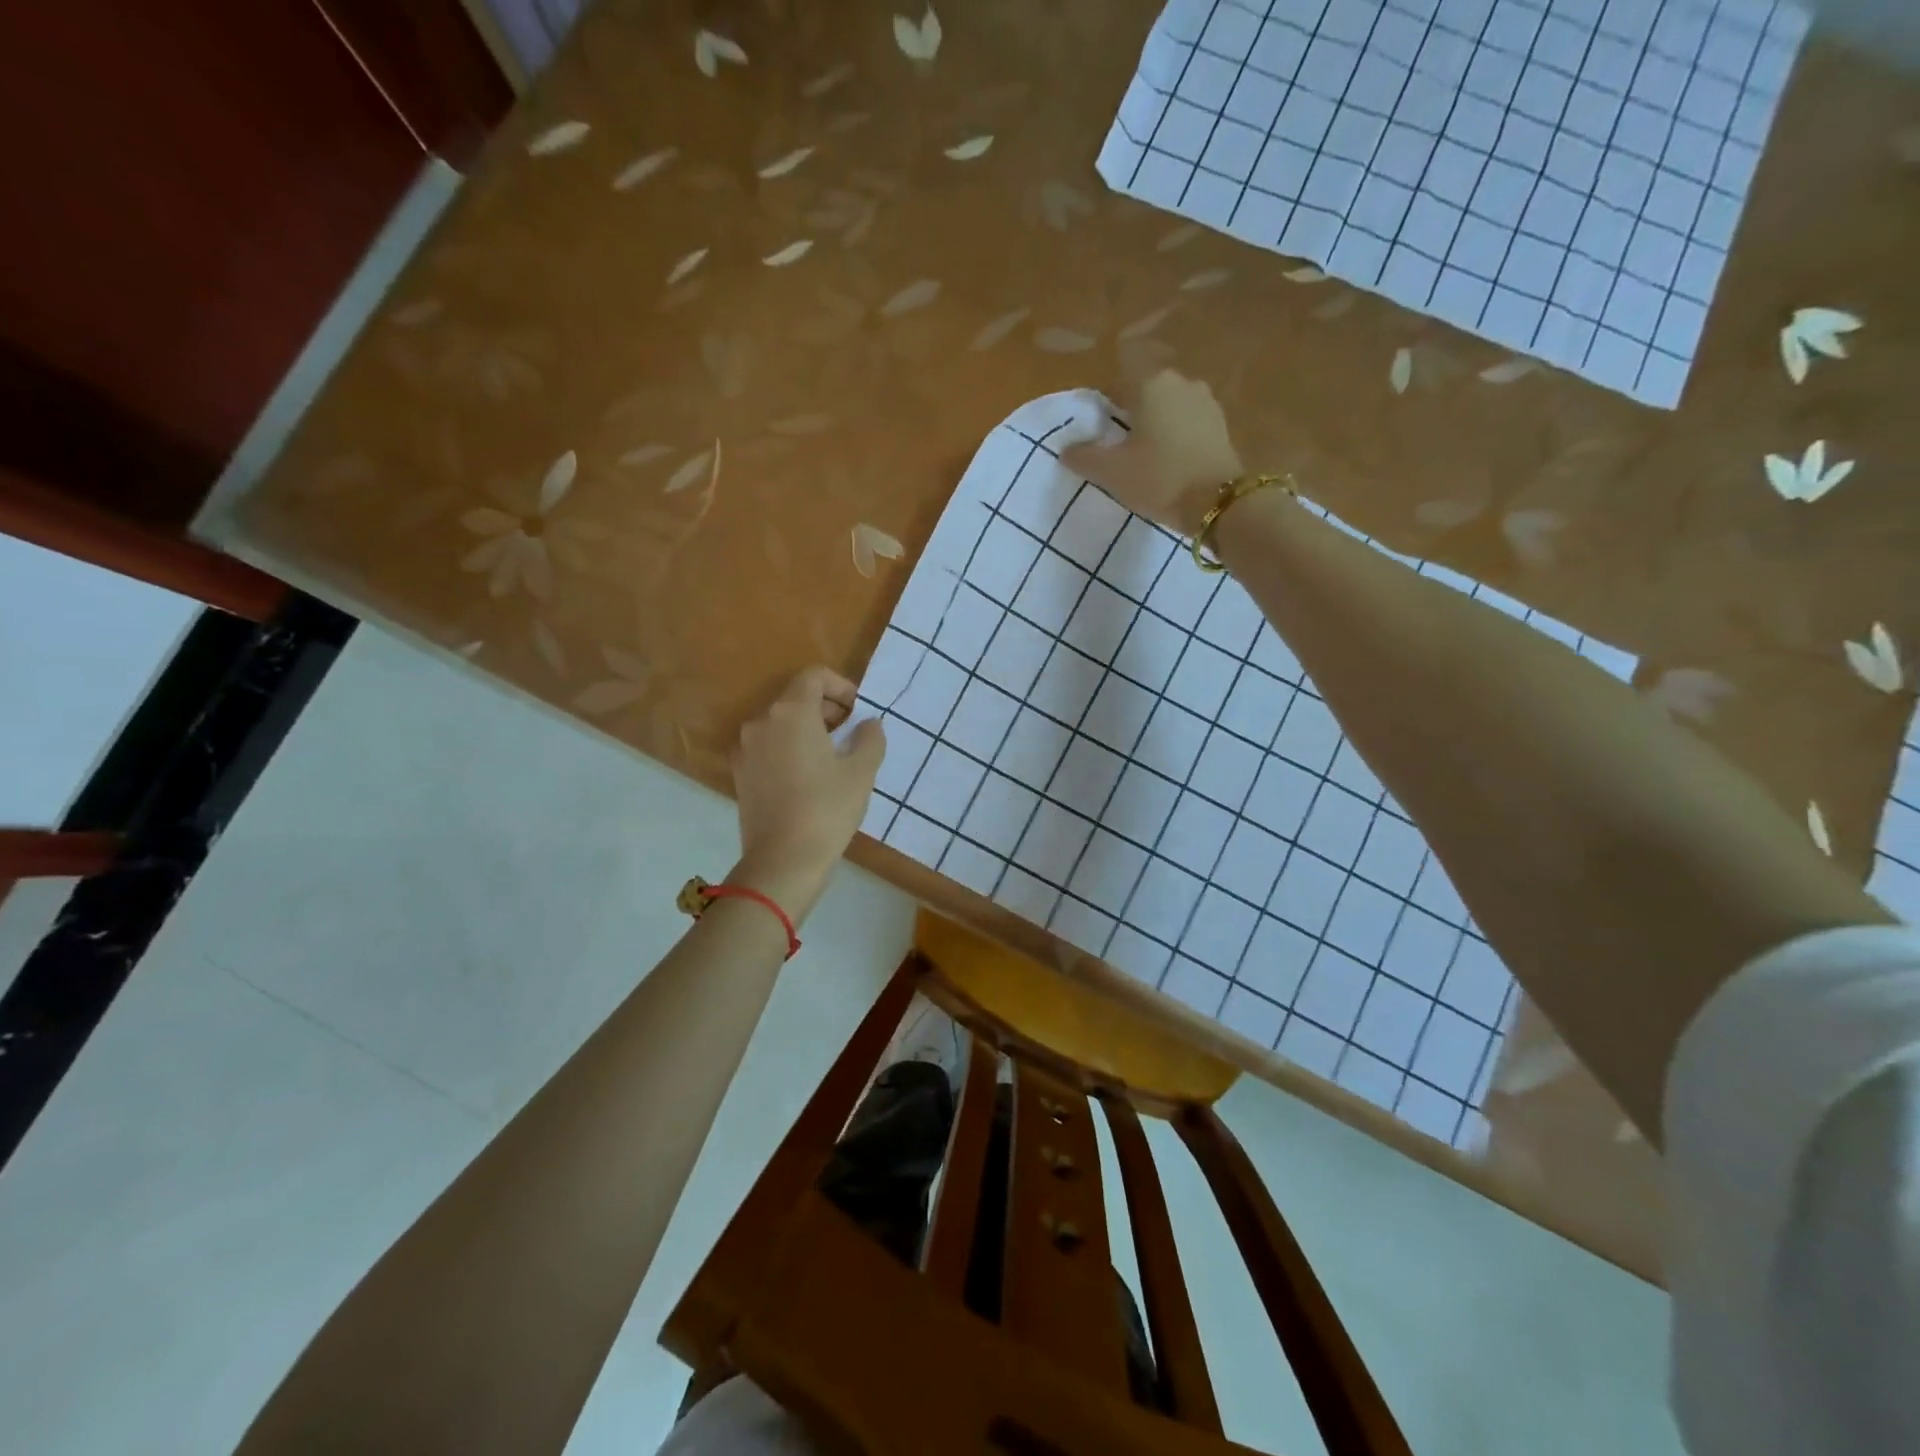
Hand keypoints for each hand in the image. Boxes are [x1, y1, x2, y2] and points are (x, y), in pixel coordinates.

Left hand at [730, 666, 885, 922]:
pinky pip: (768, 747)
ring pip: (780, 723)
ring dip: (808, 730)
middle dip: (826, 709)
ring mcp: (745, 749)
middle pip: (795, 698)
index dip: (840, 686)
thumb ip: (869, 738)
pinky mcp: (740, 774)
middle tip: (851, 734)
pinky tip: (809, 778)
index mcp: (791, 712)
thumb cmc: (827, 809)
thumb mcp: (861, 772)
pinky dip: (790, 749)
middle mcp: (762, 722)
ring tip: (833, 758)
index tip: (858, 712)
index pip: (814, 676)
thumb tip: (868, 724)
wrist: (782, 861)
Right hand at [1062, 370, 1243, 536]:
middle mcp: (1181, 382)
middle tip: (1117, 446)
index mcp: (1151, 384)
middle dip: (1130, 414)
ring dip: (1155, 425)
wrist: (1217, 502)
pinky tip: (1168, 460)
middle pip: (1145, 392)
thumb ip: (1084, 457)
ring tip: (1143, 456)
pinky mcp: (1221, 425)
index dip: (1103, 405)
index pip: (1118, 382)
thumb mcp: (1111, 472)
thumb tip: (1066, 449)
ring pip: (1169, 408)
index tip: (1096, 431)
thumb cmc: (1159, 479)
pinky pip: (1188, 423)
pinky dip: (1176, 436)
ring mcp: (1206, 402)